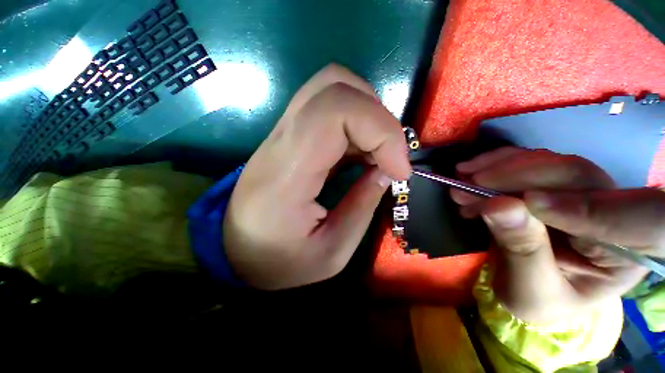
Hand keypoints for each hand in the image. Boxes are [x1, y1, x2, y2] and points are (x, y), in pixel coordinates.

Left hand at [223, 64, 410, 289]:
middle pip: (334, 86)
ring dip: (368, 113)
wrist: (236, 249)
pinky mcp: (289, 135)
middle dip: (377, 116)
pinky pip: (327, 106)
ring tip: (378, 152)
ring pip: (331, 86)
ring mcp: (282, 132)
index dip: (381, 130)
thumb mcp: (331, 252)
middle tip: (390, 156)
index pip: (334, 111)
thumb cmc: (278, 260)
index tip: (399, 170)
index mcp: (286, 172)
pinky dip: (357, 121)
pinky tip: (362, 151)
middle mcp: (281, 139)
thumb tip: (386, 171)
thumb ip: (362, 207)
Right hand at [452, 147, 660, 323]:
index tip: (526, 203)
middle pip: (579, 176)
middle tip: (470, 182)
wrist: (528, 286)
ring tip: (464, 178)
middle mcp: (616, 214)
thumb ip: (522, 250)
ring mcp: (586, 192)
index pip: (637, 219)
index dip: (586, 206)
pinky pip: (531, 162)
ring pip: (551, 162)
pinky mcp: (557, 184)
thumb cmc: (536, 299)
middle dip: (518, 176)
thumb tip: (500, 205)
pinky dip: (498, 164)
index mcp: (626, 256)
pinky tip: (473, 173)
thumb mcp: (528, 290)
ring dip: (501, 167)